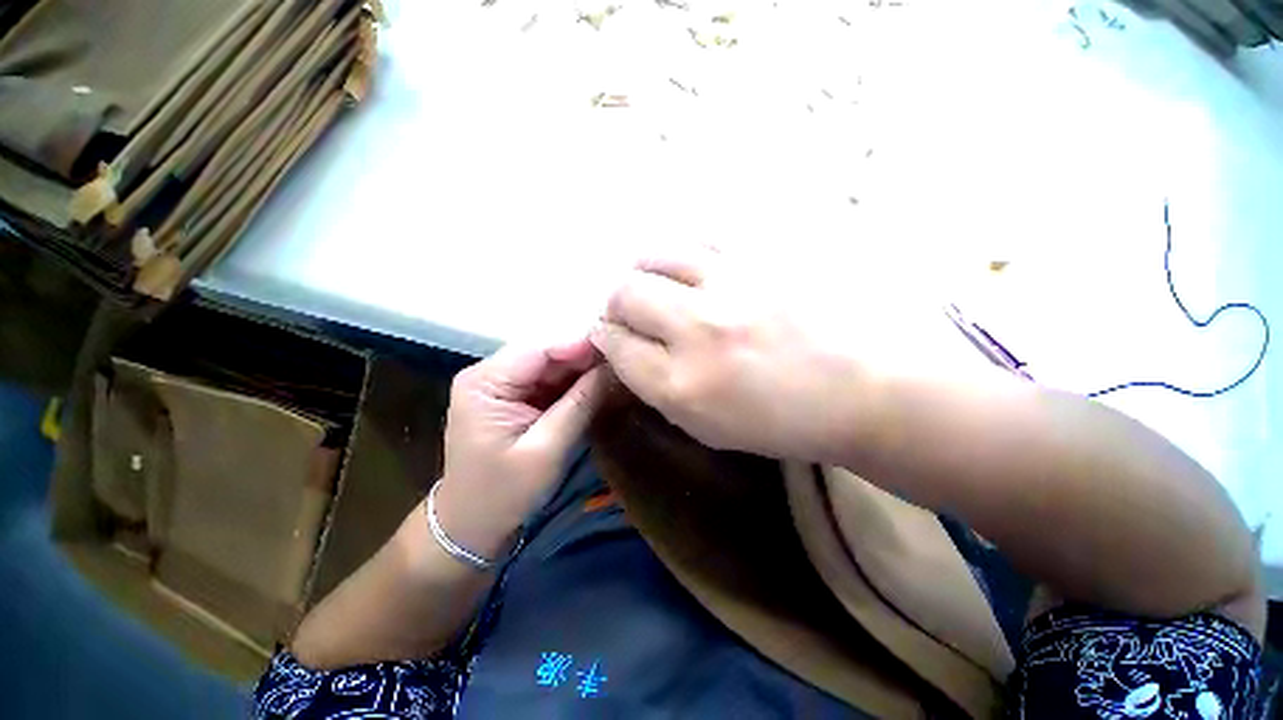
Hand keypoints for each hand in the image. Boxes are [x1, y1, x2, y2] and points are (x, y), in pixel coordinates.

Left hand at [434, 339, 607, 560]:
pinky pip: (549, 380)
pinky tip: (598, 386)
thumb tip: (612, 368)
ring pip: (550, 365)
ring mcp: (500, 384)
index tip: (618, 348)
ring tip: (616, 372)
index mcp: (485, 381)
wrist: (471, 525)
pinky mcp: (512, 396)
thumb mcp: (547, 449)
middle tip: (622, 363)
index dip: (581, 345)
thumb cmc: (504, 493)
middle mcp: (489, 373)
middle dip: (585, 358)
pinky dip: (573, 383)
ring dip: (582, 370)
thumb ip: (581, 404)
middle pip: (545, 353)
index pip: (540, 348)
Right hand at [591, 248, 864, 462]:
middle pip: (625, 293)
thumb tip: (623, 349)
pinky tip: (695, 269)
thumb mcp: (706, 427)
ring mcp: (734, 284)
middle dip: (616, 304)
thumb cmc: (782, 421)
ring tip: (658, 284)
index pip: (616, 344)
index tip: (612, 335)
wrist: (862, 389)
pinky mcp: (764, 255)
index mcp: (683, 384)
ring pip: (655, 256)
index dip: (606, 338)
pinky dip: (685, 255)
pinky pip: (701, 238)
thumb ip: (655, 389)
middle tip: (632, 312)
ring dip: (644, 272)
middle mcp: (699, 329)